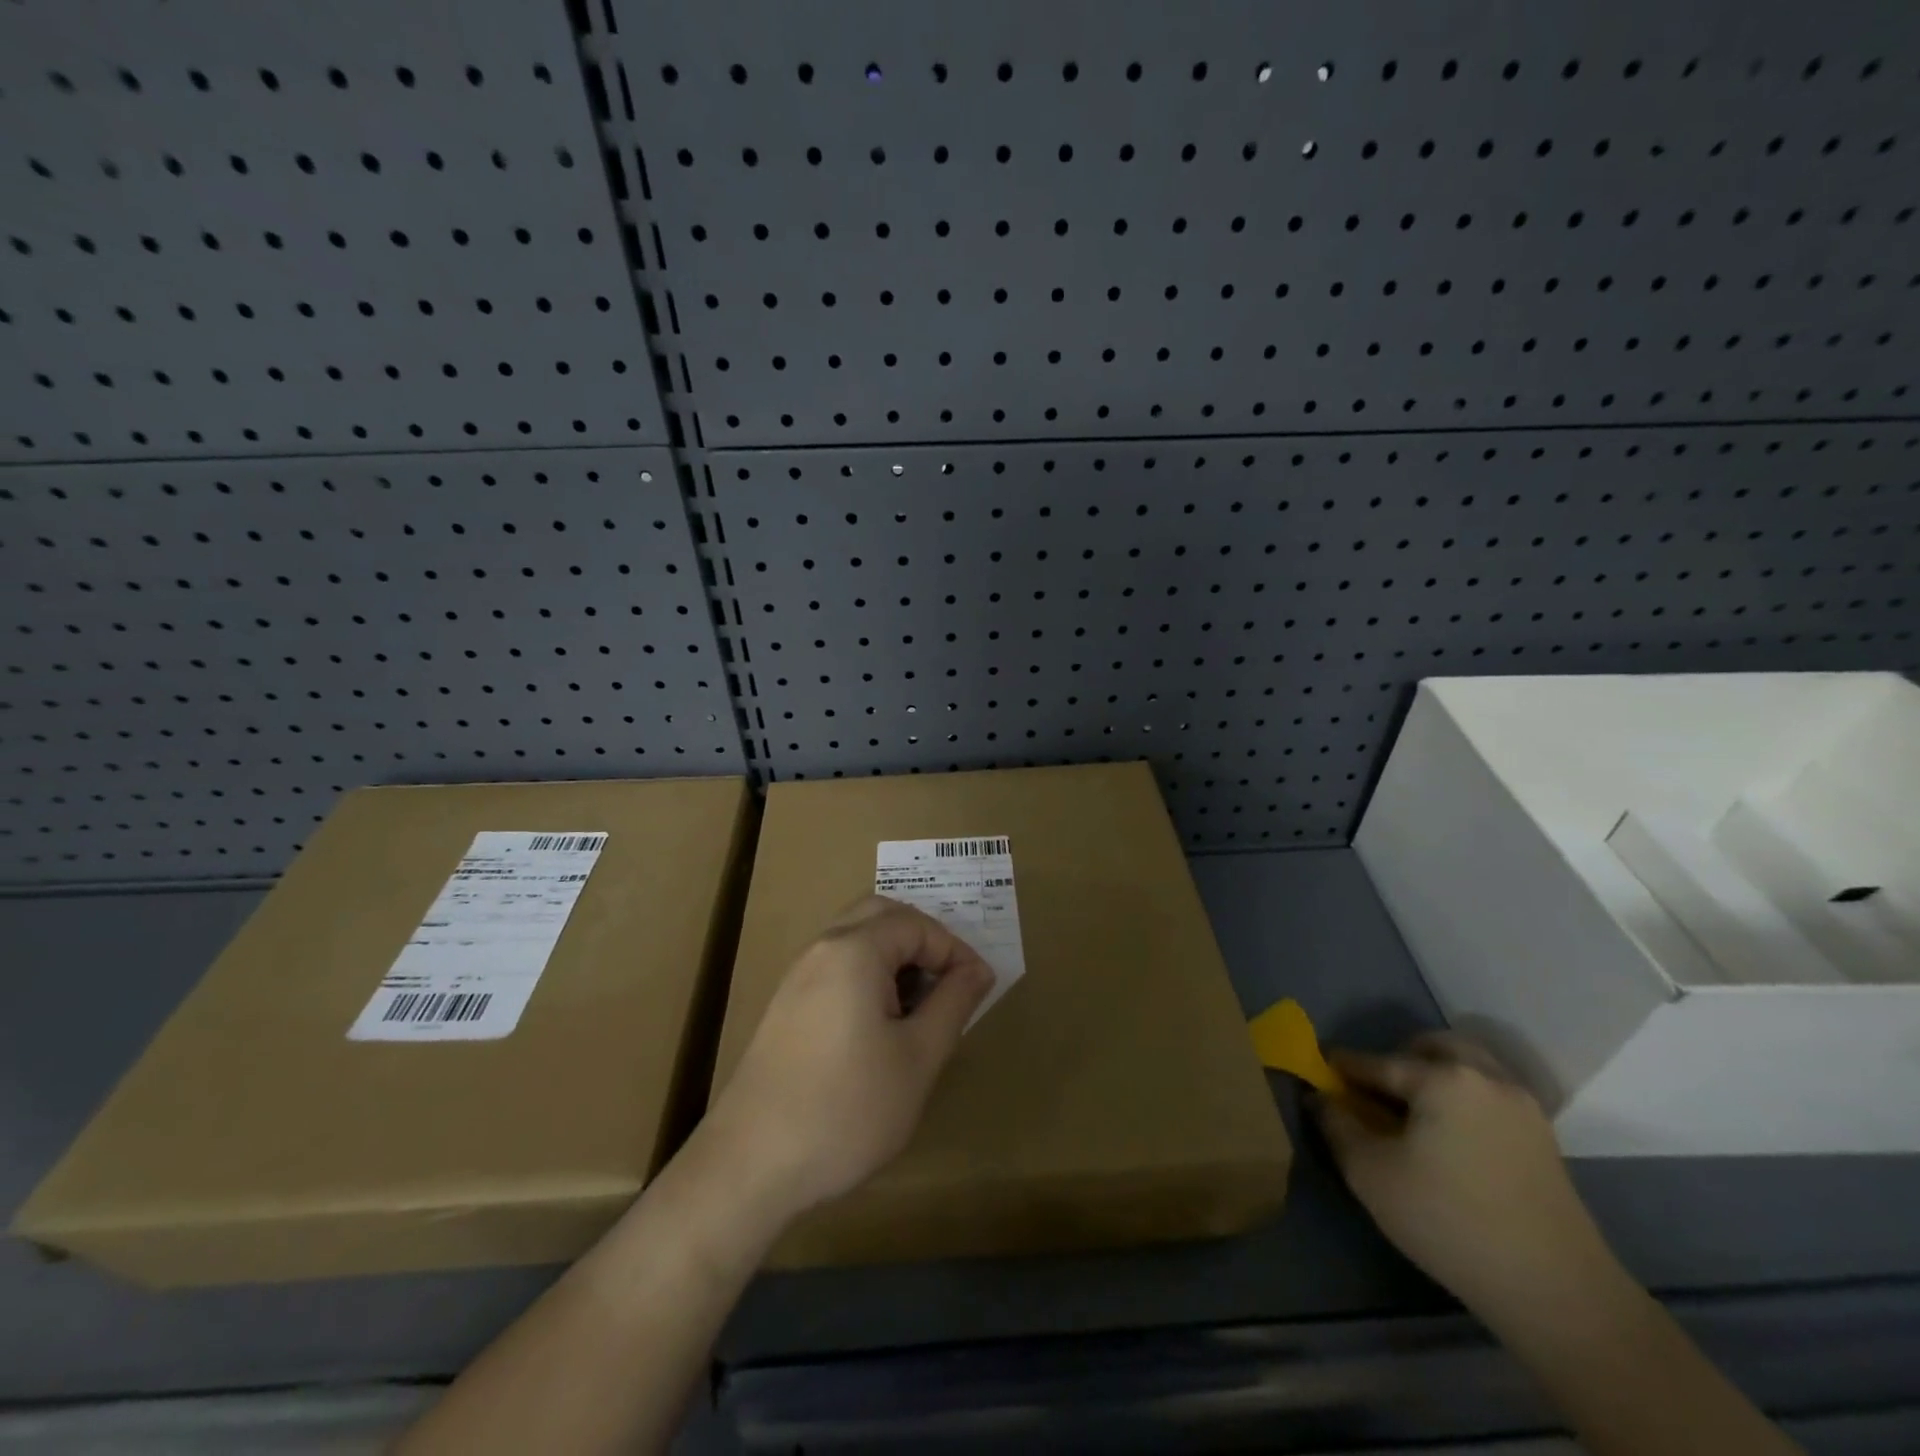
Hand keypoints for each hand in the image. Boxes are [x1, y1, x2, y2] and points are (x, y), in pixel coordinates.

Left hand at [701, 896, 994, 1226]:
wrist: (750, 1165)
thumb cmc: (846, 1109)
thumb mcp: (917, 1058)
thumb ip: (953, 1004)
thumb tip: (978, 970)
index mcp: (854, 950)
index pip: (917, 924)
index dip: (955, 950)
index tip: (978, 990)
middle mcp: (822, 949)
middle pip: (881, 915)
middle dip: (923, 939)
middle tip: (949, 982)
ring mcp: (797, 976)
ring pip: (856, 938)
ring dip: (894, 956)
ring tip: (920, 1006)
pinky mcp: (785, 1006)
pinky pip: (836, 966)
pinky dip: (868, 974)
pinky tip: (881, 1025)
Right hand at [1315, 1032, 1624, 1329]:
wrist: (1557, 1292)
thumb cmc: (1449, 1222)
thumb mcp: (1371, 1174)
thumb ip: (1337, 1125)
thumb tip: (1320, 1097)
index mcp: (1442, 1078)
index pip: (1378, 1062)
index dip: (1343, 1067)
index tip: (1318, 1069)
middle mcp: (1485, 1077)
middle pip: (1433, 1048)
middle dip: (1399, 1059)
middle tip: (1376, 1091)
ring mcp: (1522, 1106)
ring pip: (1468, 1066)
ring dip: (1435, 1075)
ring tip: (1413, 1112)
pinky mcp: (1543, 1139)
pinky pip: (1491, 1095)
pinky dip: (1464, 1098)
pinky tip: (1449, 1135)